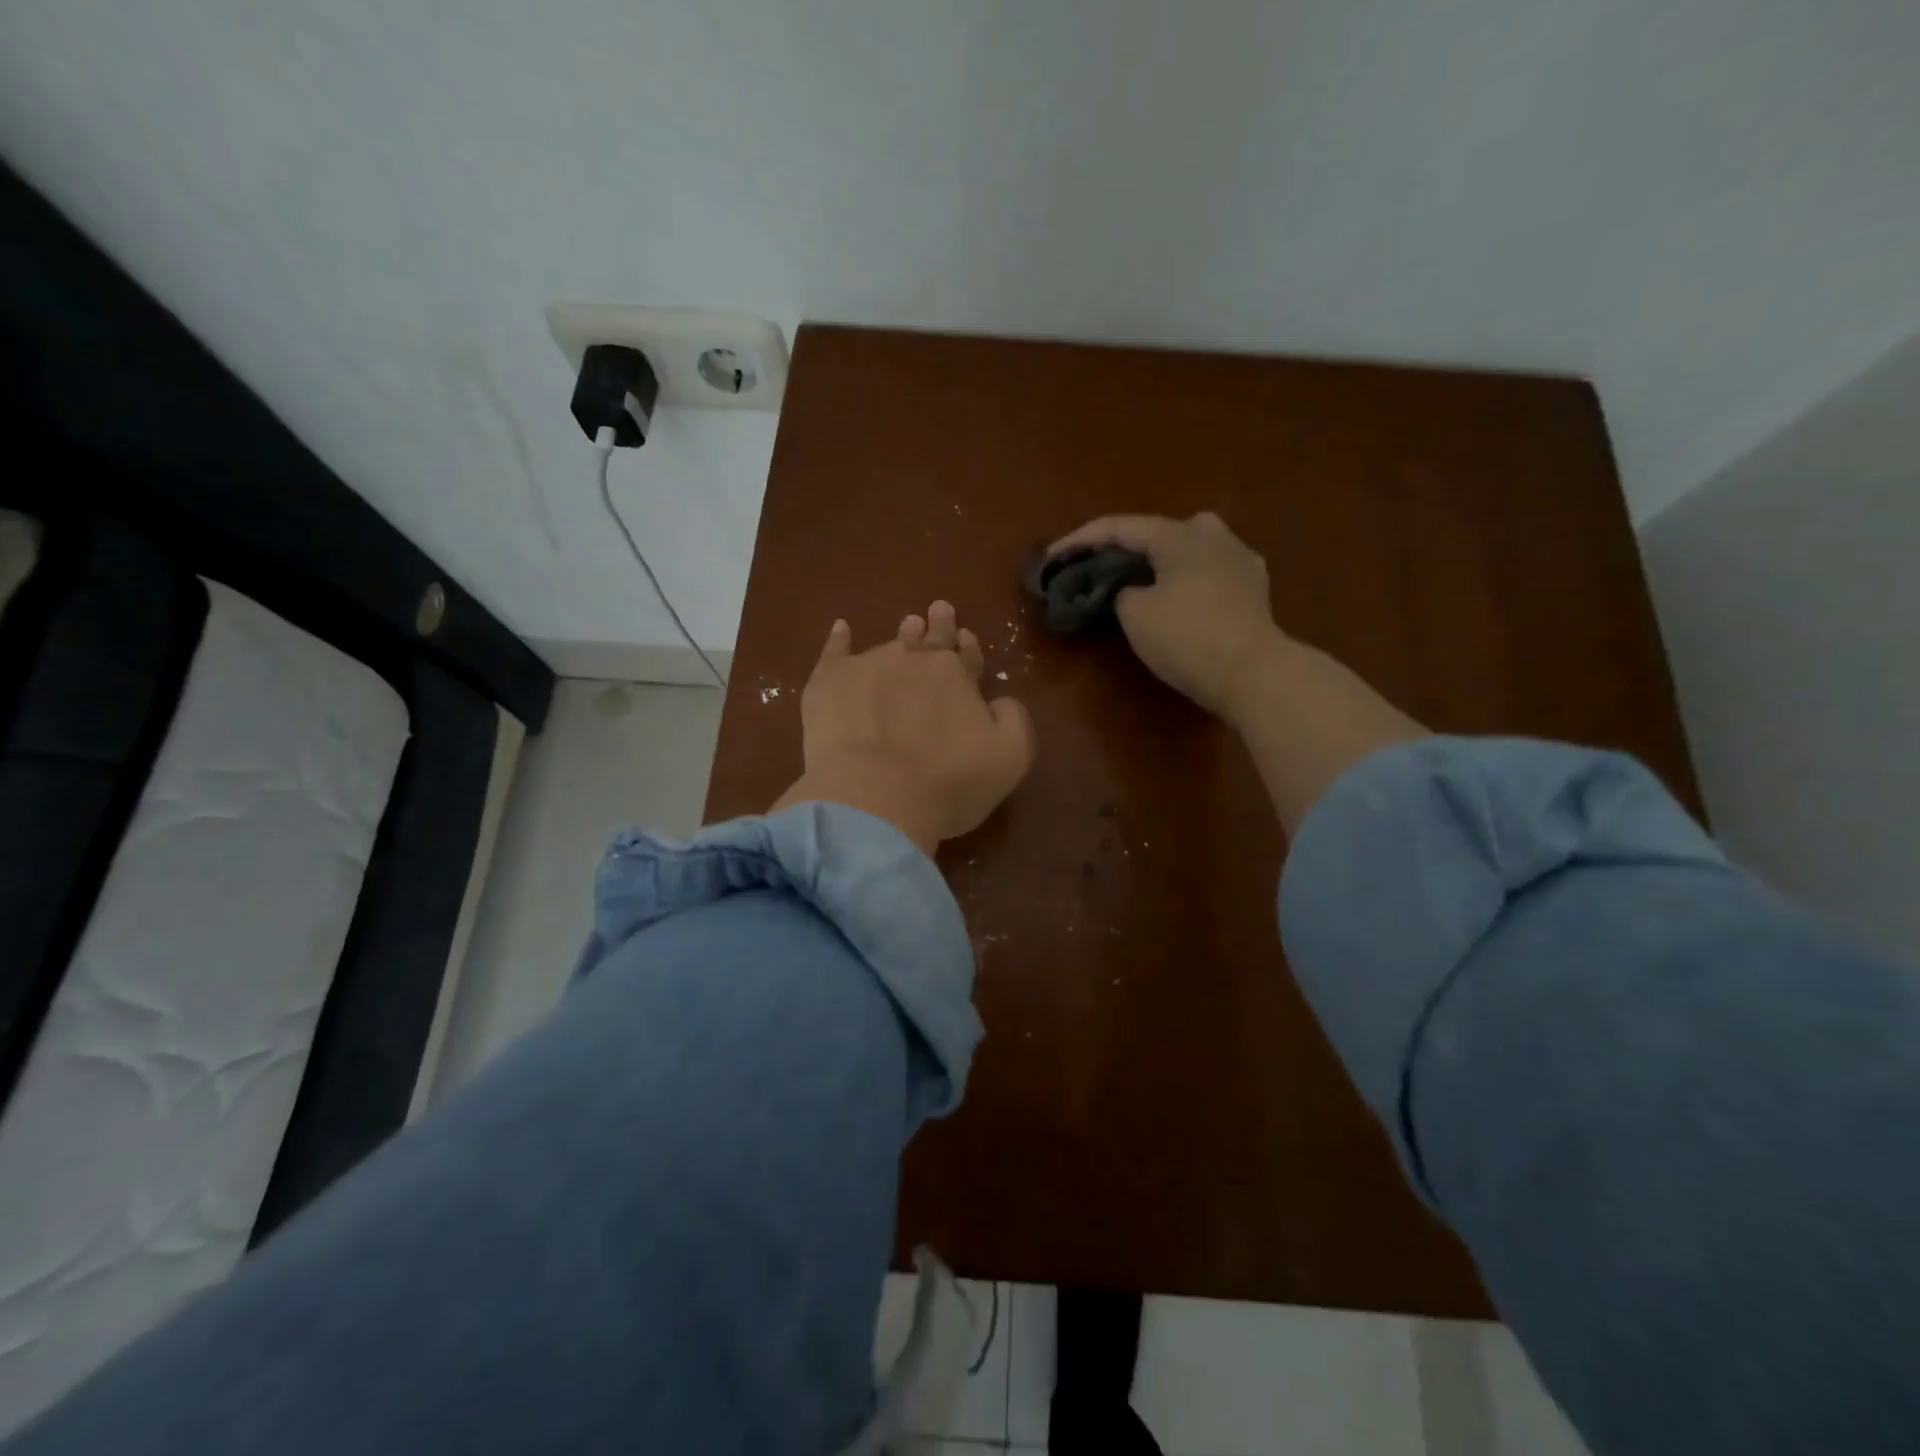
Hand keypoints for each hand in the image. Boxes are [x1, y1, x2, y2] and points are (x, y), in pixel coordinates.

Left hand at [771, 602, 1035, 856]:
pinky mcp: (827, 684)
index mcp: (956, 675)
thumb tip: (998, 701)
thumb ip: (1011, 718)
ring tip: (908, 624)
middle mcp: (912, 661)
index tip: (966, 638)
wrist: (874, 796)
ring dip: (902, 635)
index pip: (965, 655)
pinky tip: (841, 628)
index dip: (968, 648)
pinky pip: (834, 653)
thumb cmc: (949, 781)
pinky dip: (839, 639)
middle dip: (938, 627)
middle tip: (939, 610)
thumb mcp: (1010, 756)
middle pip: (929, 640)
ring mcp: (867, 668)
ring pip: (889, 645)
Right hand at [1048, 512, 1281, 720]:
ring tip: (1134, 582)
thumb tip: (1132, 589)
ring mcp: (1239, 558)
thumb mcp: (1135, 614)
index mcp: (1179, 534)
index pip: (1119, 528)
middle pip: (1156, 534)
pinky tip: (1174, 596)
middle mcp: (1212, 534)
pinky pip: (1206, 573)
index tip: (1052, 557)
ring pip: (1185, 551)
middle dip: (1123, 549)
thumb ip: (1121, 591)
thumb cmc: (1187, 637)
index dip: (1080, 541)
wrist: (1253, 672)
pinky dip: (1182, 580)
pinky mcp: (1253, 587)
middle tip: (1097, 568)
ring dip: (1156, 563)